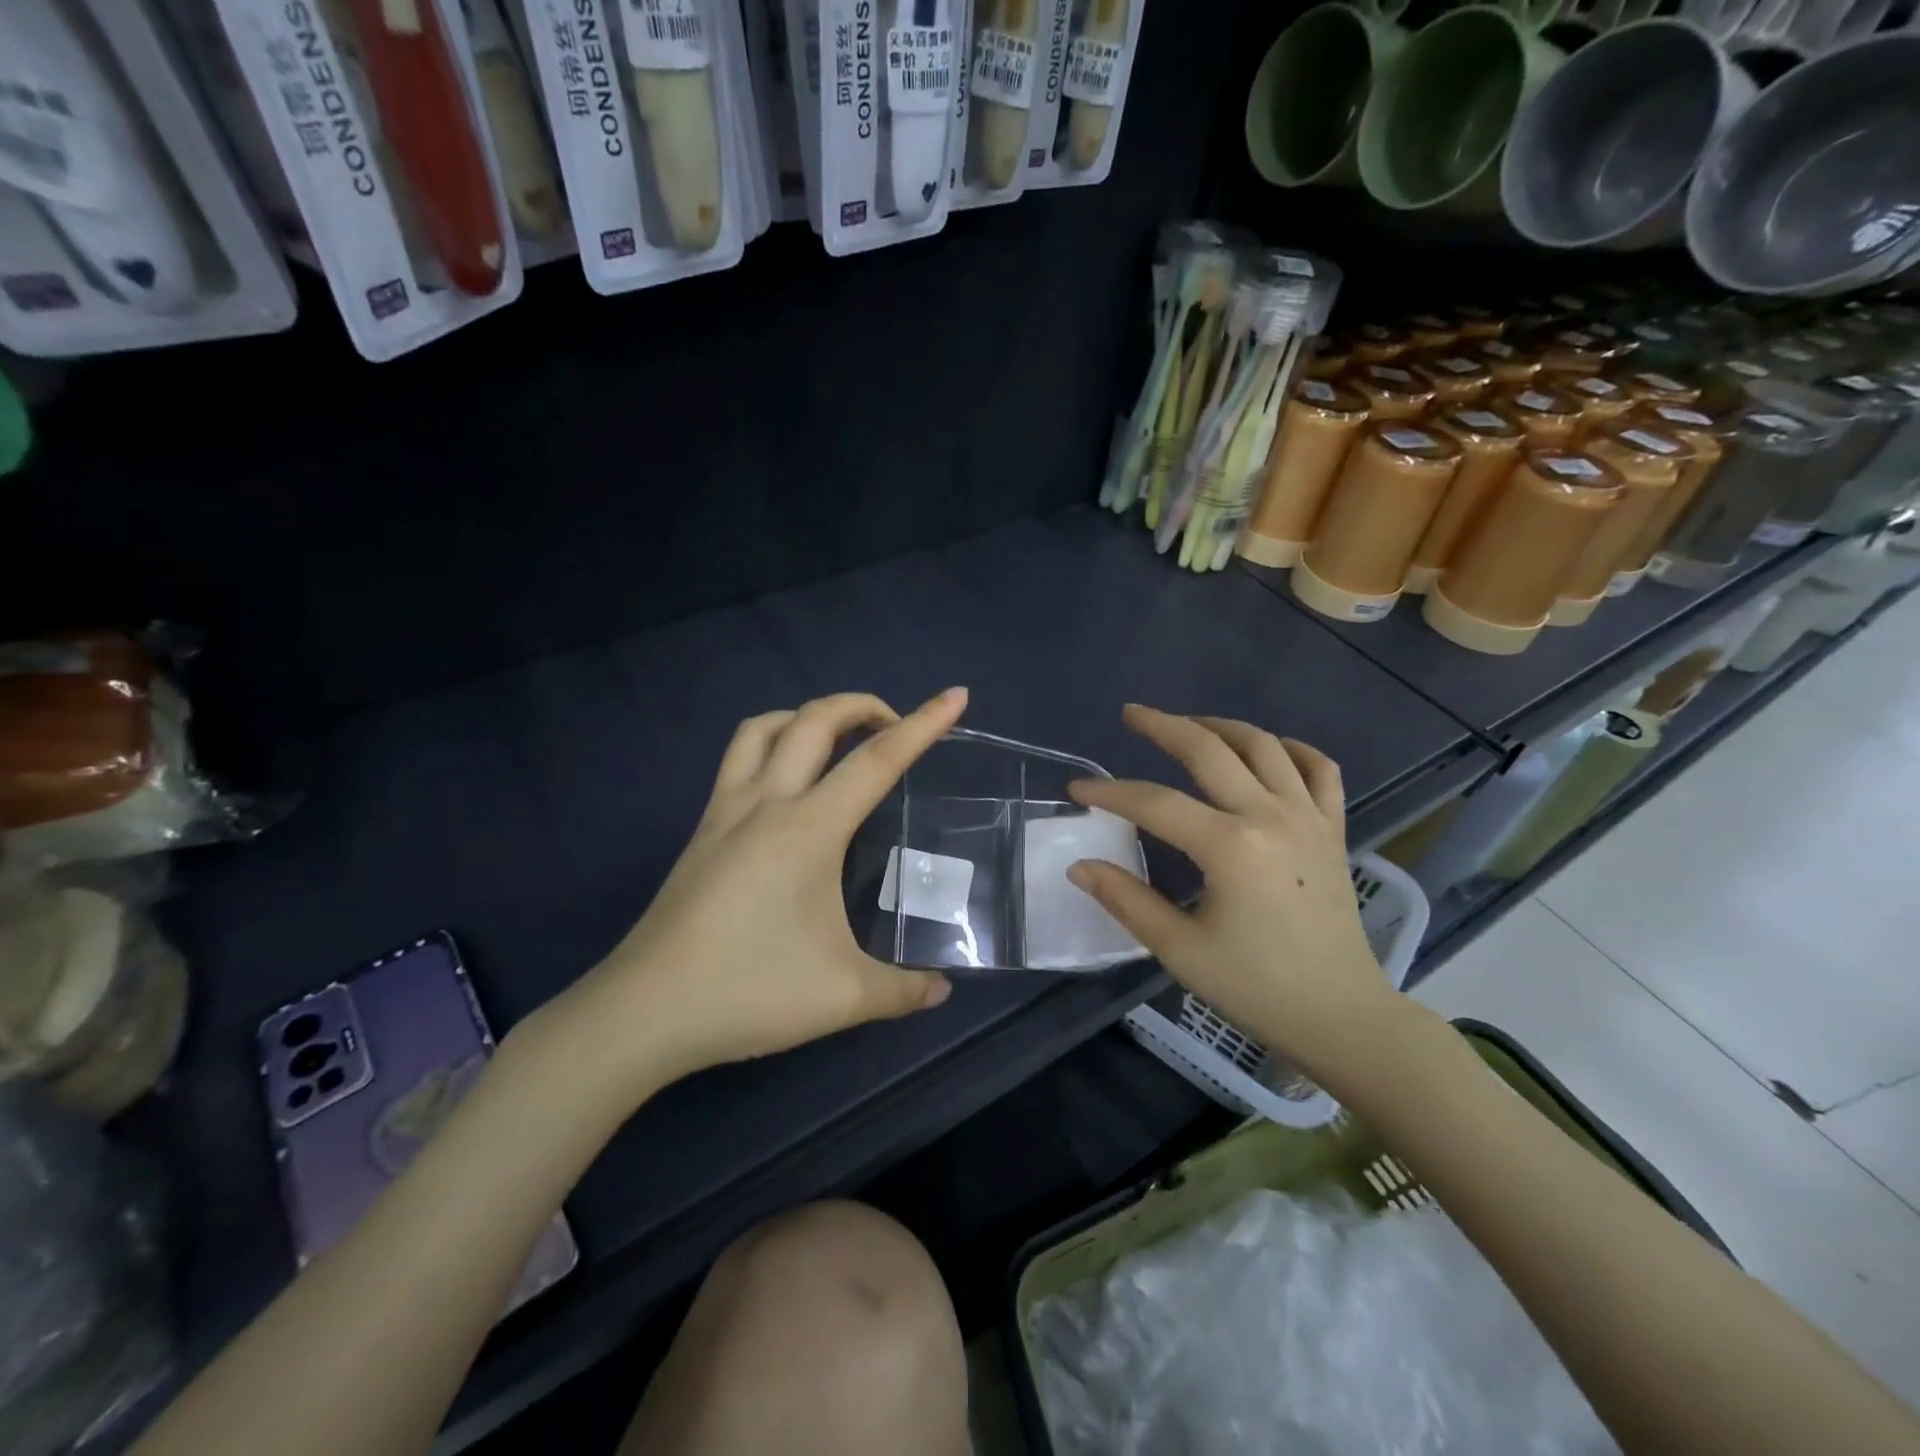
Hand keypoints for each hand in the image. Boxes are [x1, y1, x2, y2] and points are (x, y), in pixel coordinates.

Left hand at [541, 689, 968, 1095]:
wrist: (644, 1012)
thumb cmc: (748, 992)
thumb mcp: (843, 997)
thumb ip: (903, 990)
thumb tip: (942, 990)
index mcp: (809, 829)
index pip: (877, 760)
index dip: (923, 724)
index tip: (956, 696)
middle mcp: (766, 803)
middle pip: (814, 719)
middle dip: (862, 704)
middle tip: (895, 725)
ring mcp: (725, 812)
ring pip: (764, 727)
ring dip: (807, 716)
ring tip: (838, 741)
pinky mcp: (702, 830)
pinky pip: (738, 758)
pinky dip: (771, 742)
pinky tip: (786, 785)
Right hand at [1065, 706, 1395, 1083]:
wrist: (1340, 1016)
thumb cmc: (1256, 987)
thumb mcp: (1180, 949)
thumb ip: (1126, 900)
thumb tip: (1079, 866)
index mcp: (1230, 847)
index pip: (1155, 803)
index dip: (1110, 793)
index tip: (1077, 789)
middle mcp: (1270, 816)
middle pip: (1209, 750)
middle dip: (1163, 726)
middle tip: (1131, 714)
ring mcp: (1308, 817)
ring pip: (1263, 745)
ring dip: (1220, 726)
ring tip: (1188, 725)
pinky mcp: (1333, 828)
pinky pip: (1319, 768)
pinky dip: (1291, 748)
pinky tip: (1267, 749)